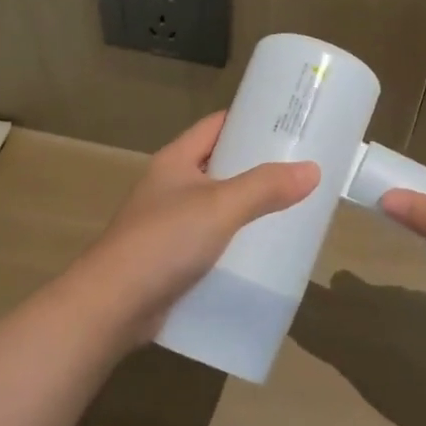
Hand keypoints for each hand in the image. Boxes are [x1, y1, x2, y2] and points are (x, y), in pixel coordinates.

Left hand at [73, 112, 318, 338]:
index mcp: (174, 161)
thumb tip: (312, 169)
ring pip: (216, 207)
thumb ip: (265, 187)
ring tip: (291, 210)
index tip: (287, 123)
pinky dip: (234, 244)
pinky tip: (262, 254)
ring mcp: (168, 225)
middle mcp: (170, 187)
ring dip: (247, 209)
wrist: (112, 306)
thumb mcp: (220, 206)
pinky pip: (211, 242)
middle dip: (256, 167)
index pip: (216, 126)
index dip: (248, 120)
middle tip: (300, 169)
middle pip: (219, 166)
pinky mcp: (170, 260)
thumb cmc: (164, 241)